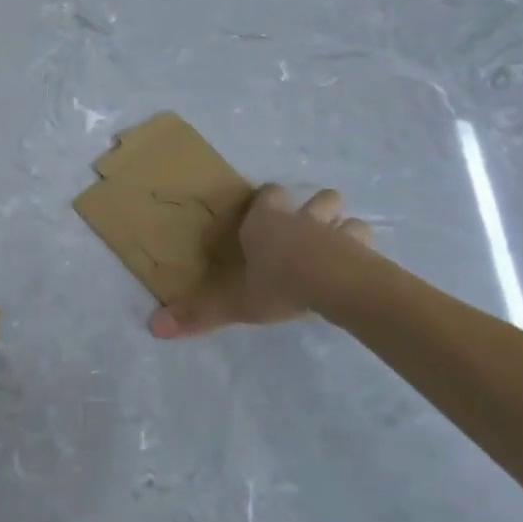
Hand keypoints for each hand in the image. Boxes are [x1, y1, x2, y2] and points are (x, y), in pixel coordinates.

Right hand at [150, 185, 376, 338]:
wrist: (335, 285)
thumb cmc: (277, 283)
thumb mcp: (233, 302)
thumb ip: (198, 313)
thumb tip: (153, 327)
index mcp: (267, 221)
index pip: (269, 194)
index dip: (267, 202)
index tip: (263, 215)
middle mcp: (303, 219)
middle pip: (320, 198)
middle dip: (318, 209)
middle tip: (309, 229)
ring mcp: (339, 233)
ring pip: (350, 219)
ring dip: (346, 230)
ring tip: (339, 249)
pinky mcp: (365, 254)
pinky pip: (368, 248)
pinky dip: (365, 257)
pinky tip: (361, 273)